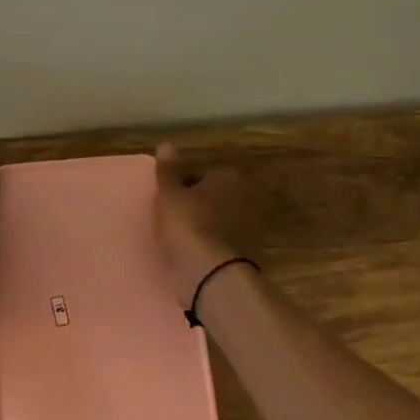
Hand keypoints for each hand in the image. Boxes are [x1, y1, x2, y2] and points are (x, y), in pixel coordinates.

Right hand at [152, 143, 258, 308]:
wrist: (211, 275)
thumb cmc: (187, 226)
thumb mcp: (169, 195)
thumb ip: (168, 170)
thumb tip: (168, 144)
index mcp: (230, 176)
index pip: (201, 175)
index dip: (182, 187)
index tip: (167, 202)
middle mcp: (248, 197)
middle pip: (214, 197)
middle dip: (197, 206)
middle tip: (173, 220)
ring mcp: (252, 227)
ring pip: (219, 221)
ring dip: (205, 227)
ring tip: (180, 241)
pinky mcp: (249, 254)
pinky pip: (223, 243)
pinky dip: (211, 247)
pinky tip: (193, 257)